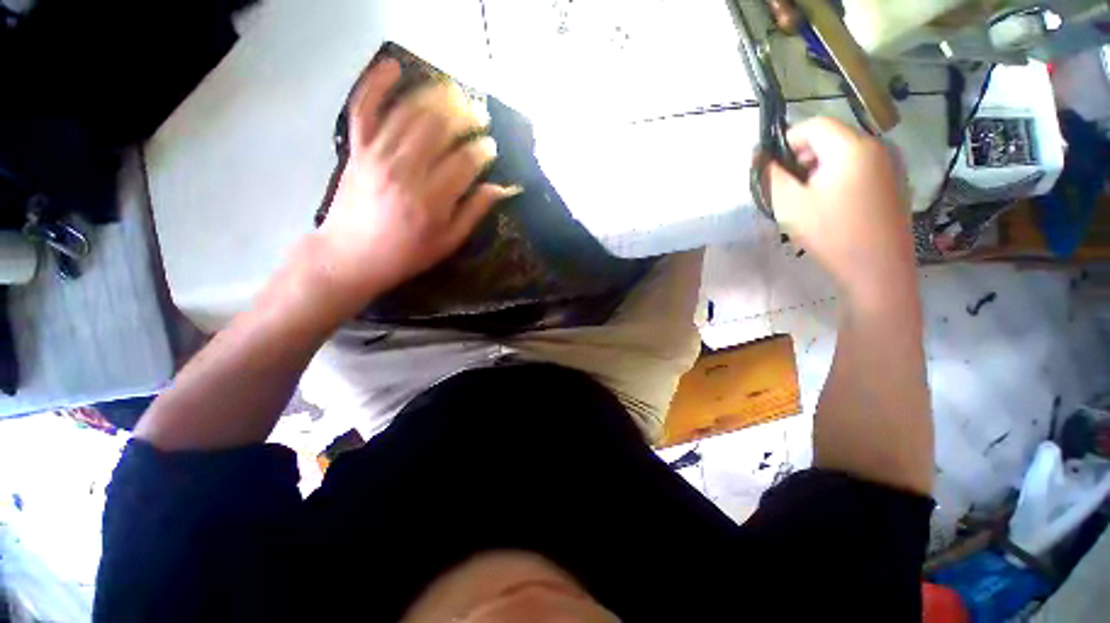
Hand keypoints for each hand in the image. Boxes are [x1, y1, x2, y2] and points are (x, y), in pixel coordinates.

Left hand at [312, 59, 515, 310]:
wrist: (351, 256)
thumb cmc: (406, 254)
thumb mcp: (448, 242)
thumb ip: (474, 212)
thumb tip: (501, 189)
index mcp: (431, 200)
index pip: (465, 161)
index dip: (483, 150)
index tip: (491, 147)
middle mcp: (405, 170)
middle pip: (440, 128)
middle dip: (466, 115)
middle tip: (480, 115)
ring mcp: (377, 154)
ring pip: (410, 112)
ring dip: (436, 96)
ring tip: (455, 93)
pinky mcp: (357, 148)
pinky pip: (364, 108)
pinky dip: (376, 83)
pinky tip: (394, 66)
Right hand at [766, 117, 915, 301]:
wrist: (877, 269)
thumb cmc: (830, 233)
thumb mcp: (790, 204)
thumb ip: (771, 175)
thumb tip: (758, 156)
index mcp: (851, 146)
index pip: (814, 125)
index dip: (787, 141)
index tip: (772, 169)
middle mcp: (876, 146)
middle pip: (831, 137)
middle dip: (803, 157)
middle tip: (787, 188)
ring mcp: (890, 164)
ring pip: (844, 154)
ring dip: (819, 169)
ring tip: (807, 200)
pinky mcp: (895, 182)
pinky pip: (860, 168)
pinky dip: (838, 178)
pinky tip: (831, 206)